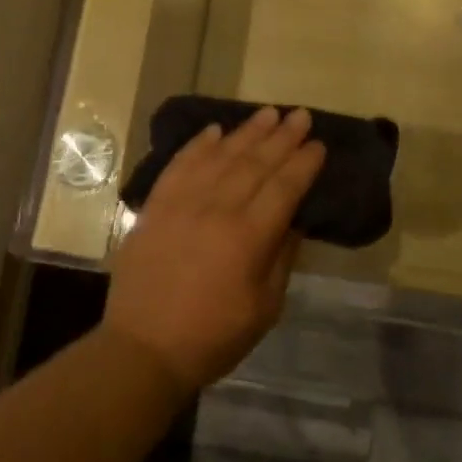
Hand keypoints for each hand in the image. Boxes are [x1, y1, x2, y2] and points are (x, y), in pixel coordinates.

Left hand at [103, 106, 326, 393]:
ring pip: (221, 156)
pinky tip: (215, 130)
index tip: (319, 144)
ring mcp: (183, 203)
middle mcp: (217, 209)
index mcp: (248, 237)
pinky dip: (199, 144)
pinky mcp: (156, 205)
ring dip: (247, 132)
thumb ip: (281, 258)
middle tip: (300, 115)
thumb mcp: (265, 308)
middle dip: (282, 137)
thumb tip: (294, 220)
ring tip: (268, 112)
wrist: (142, 349)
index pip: (284, 187)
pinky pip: (180, 164)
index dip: (304, 164)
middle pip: (256, 163)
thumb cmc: (212, 336)